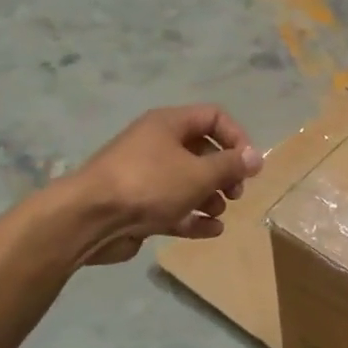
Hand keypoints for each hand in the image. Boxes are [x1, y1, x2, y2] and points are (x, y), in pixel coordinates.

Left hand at [66, 105, 263, 265]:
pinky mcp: (140, 206)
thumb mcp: (199, 173)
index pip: (213, 117)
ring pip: (189, 182)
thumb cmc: (150, 184)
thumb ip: (231, 165)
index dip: (236, 137)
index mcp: (168, 125)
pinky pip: (175, 208)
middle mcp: (157, 145)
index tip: (248, 164)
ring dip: (211, 197)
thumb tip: (256, 157)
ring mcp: (147, 177)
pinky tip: (211, 230)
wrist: (91, 218)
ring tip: (218, 211)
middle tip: (236, 193)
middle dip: (224, 173)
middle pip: (203, 151)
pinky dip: (194, 218)